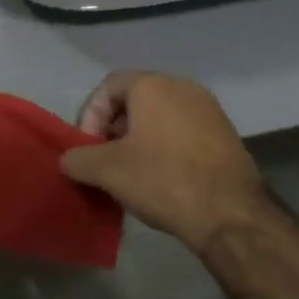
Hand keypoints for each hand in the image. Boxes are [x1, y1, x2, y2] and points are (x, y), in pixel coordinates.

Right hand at [61, 71, 275, 252]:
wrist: (230, 213)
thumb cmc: (163, 179)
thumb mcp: (107, 171)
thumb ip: (78, 159)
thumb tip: (68, 160)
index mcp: (153, 85)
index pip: (109, 86)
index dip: (90, 115)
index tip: (88, 148)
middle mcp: (183, 87)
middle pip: (135, 100)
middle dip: (114, 129)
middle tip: (105, 161)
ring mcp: (209, 110)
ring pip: (160, 117)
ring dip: (139, 140)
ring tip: (131, 174)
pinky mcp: (226, 134)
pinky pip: (183, 132)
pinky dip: (165, 148)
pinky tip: (162, 179)